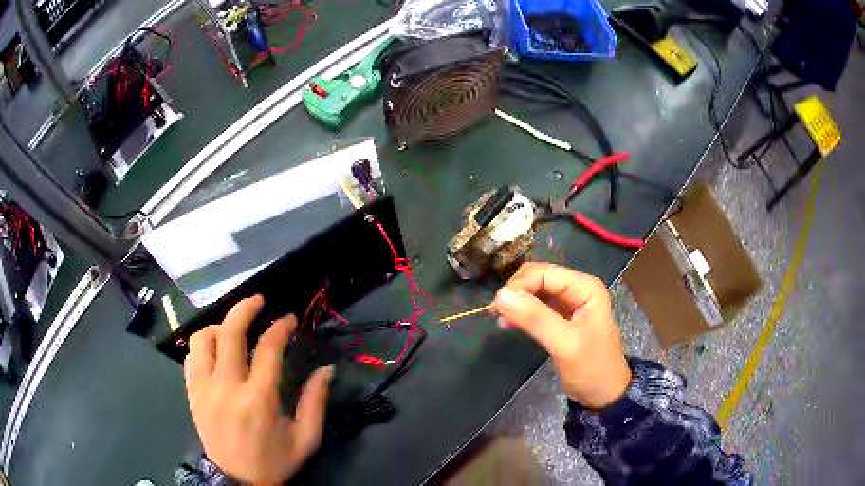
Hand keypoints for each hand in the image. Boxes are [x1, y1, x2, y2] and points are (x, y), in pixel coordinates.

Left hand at [184, 295, 332, 483]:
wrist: (238, 482)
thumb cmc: (274, 461)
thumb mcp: (305, 439)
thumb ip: (316, 402)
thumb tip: (326, 369)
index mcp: (259, 399)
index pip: (268, 348)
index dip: (280, 327)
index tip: (288, 319)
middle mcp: (227, 387)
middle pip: (229, 332)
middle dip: (245, 308)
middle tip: (258, 301)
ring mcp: (204, 389)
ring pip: (202, 339)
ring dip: (219, 326)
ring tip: (232, 330)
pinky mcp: (192, 394)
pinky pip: (190, 357)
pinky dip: (202, 345)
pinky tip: (215, 351)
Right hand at [493, 263, 630, 409]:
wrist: (604, 394)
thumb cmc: (591, 368)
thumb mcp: (564, 344)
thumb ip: (535, 318)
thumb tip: (499, 295)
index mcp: (585, 287)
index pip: (543, 272)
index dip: (519, 285)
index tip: (497, 307)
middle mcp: (577, 288)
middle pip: (538, 278)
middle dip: (516, 292)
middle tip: (496, 313)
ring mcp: (570, 303)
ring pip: (535, 291)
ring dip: (517, 302)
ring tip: (500, 320)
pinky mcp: (561, 318)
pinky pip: (537, 306)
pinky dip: (522, 313)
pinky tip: (509, 324)